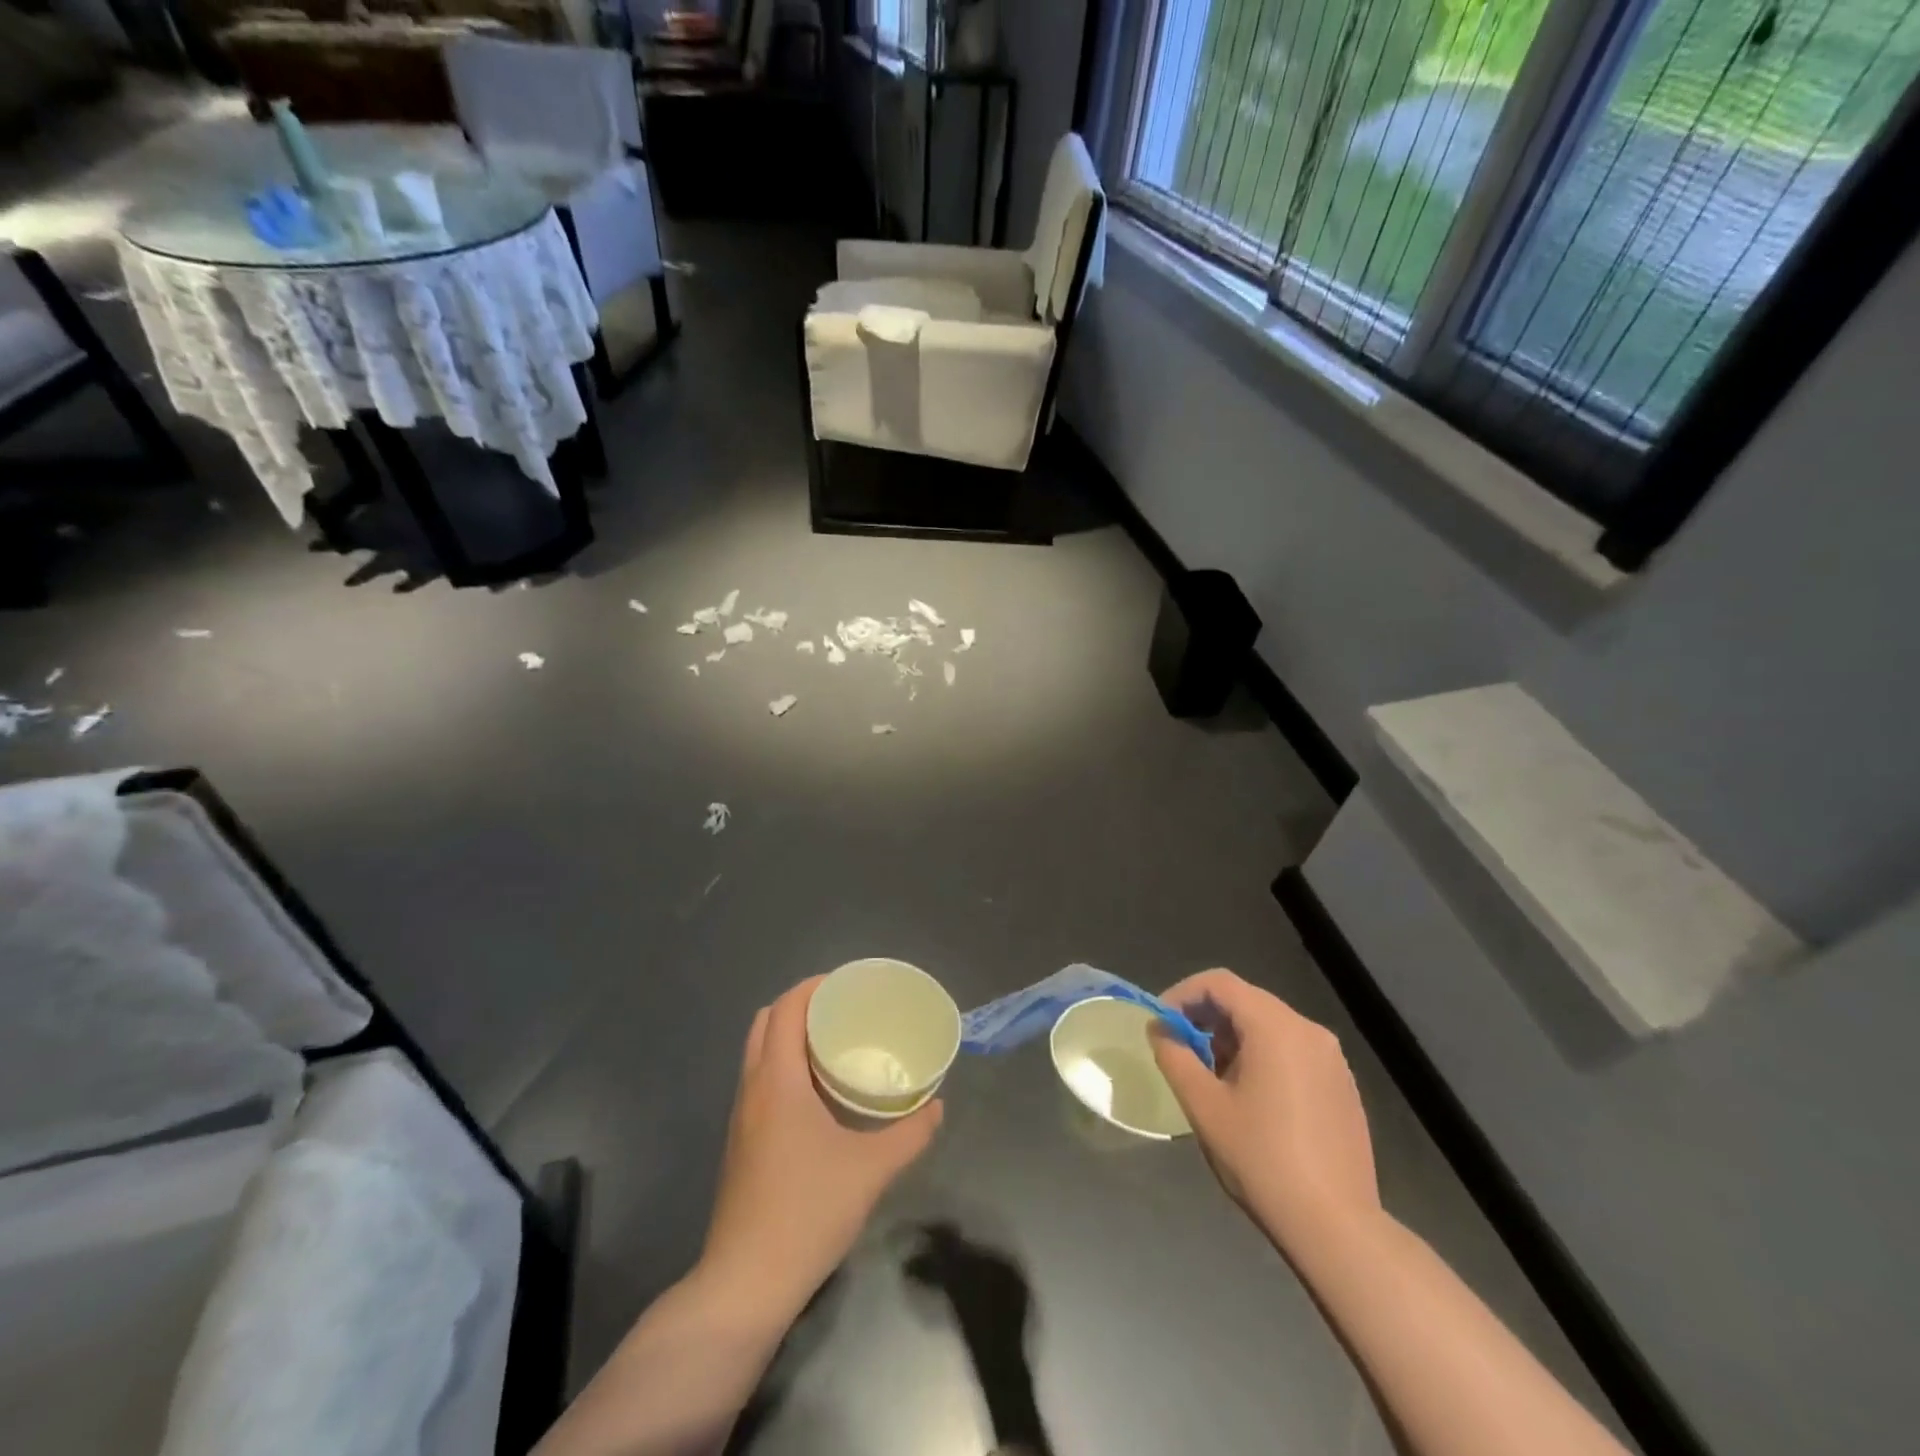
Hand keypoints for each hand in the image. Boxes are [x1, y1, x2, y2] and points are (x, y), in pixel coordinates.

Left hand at [699, 976, 943, 1317]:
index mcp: (778, 1081)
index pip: (785, 1009)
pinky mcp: (740, 1143)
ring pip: (758, 1053)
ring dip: (789, 1036)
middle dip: (800, 1006)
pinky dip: (782, 1066)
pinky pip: (759, 1081)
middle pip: (765, 1023)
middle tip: (842, 1011)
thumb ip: (910, 1134)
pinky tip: (816, 1094)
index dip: (813, 987)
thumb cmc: (807, 1211)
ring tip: (833, 1045)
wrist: (746, 1282)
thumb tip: (937, 1107)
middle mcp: (753, 1089)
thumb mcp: (871, 1170)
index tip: (847, 984)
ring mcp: (741, 1117)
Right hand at [1151, 969, 1379, 1251]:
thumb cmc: (1262, 1159)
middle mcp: (1309, 1030)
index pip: (1220, 983)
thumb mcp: (1204, 1106)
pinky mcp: (1342, 1086)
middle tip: (1181, 1050)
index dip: (1183, 994)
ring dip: (1233, 1038)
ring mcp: (1332, 1059)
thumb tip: (1159, 1030)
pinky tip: (1250, 1098)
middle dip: (1207, 1017)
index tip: (1161, 1023)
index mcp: (1276, 1027)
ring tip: (1211, 1076)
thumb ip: (1175, 1057)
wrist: (1336, 1227)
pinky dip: (1262, 1056)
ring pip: (1270, 1026)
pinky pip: (1293, 1050)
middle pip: (1247, 1001)